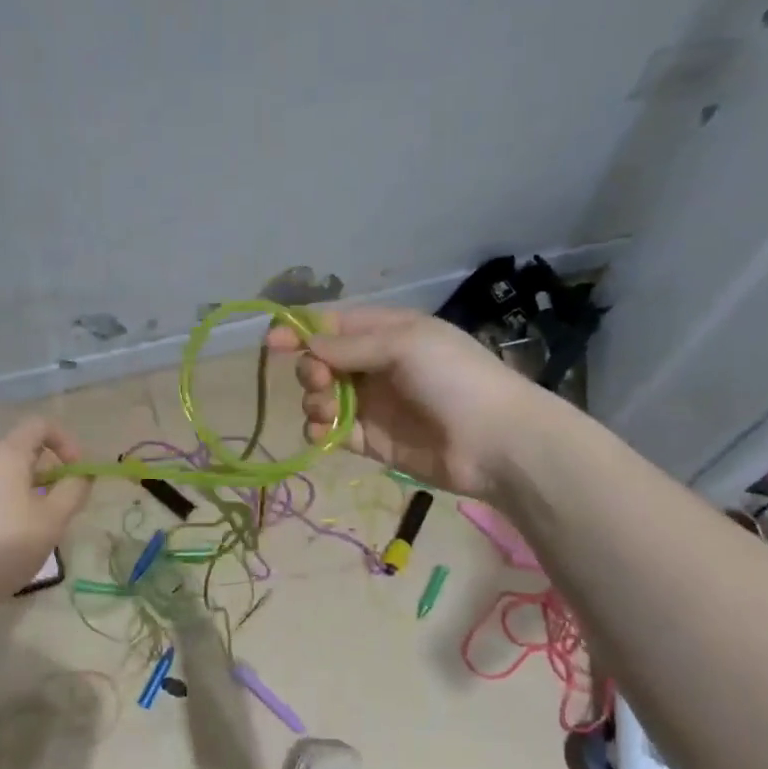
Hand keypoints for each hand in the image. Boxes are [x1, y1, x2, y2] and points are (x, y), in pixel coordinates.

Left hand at [0, 418, 92, 602]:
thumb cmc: (5, 547)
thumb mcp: (52, 520)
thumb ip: (74, 490)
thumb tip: (82, 474)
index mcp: (4, 452)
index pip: (40, 424)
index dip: (66, 442)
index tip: (77, 472)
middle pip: (20, 445)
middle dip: (48, 466)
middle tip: (61, 499)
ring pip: (1, 467)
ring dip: (27, 483)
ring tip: (37, 518)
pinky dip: (4, 495)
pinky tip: (8, 530)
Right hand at [269, 307, 533, 496]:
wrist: (495, 442)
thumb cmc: (453, 378)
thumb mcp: (403, 345)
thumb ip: (349, 346)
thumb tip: (306, 345)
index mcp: (388, 332)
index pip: (334, 326)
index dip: (301, 331)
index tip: (272, 342)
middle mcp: (377, 365)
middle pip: (322, 361)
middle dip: (311, 369)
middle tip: (320, 380)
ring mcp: (374, 404)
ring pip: (323, 396)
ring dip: (314, 399)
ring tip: (327, 409)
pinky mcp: (371, 440)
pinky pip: (333, 430)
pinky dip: (320, 429)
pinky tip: (323, 432)